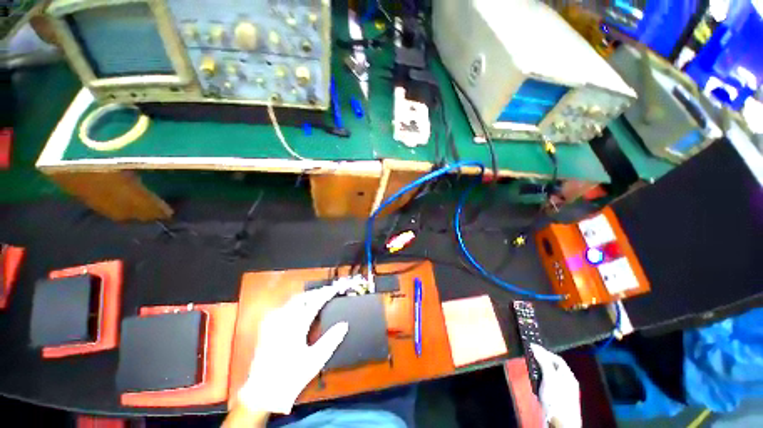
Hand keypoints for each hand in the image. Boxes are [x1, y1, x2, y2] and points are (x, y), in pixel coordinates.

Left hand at [238, 285, 348, 414]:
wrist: (262, 393)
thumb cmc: (291, 377)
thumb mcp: (315, 361)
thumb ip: (331, 340)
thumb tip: (344, 324)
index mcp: (296, 326)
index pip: (314, 302)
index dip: (326, 294)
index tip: (335, 289)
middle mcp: (283, 320)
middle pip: (302, 298)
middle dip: (316, 293)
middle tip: (327, 292)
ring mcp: (272, 323)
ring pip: (291, 301)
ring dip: (306, 297)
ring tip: (316, 298)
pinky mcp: (266, 328)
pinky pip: (282, 307)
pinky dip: (294, 303)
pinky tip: (297, 308)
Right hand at [530, 344, 581, 427]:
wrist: (560, 423)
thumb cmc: (557, 399)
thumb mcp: (549, 377)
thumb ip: (543, 361)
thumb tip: (535, 347)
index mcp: (568, 375)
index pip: (557, 358)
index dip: (545, 352)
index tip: (533, 348)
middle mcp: (567, 382)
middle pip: (554, 367)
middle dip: (542, 363)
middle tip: (531, 359)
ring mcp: (563, 392)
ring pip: (550, 377)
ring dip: (541, 373)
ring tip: (532, 372)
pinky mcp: (557, 400)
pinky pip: (549, 386)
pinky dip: (541, 383)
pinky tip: (536, 385)